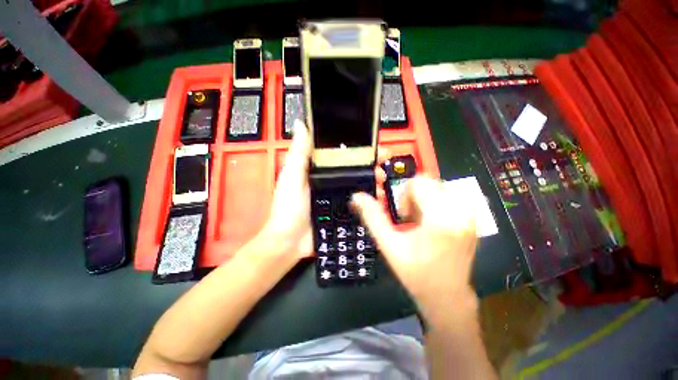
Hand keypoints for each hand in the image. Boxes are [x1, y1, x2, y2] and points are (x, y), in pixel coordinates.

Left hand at [265, 120, 388, 260]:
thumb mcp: (292, 178)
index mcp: (316, 169)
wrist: (290, 242)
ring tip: (381, 181)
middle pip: (352, 168)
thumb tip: (301, 124)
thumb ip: (299, 154)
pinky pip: (358, 201)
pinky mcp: (341, 210)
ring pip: (357, 183)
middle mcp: (328, 180)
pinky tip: (377, 197)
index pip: (339, 154)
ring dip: (371, 181)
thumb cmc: (288, 208)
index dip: (355, 148)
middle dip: (369, 165)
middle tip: (381, 166)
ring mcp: (336, 195)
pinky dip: (368, 198)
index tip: (371, 146)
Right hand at [351, 176, 478, 318]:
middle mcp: (461, 211)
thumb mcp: (389, 245)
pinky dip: (432, 204)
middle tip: (409, 220)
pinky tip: (430, 224)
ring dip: (421, 200)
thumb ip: (372, 217)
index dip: (404, 196)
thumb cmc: (416, 273)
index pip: (418, 183)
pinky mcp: (471, 217)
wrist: (447, 296)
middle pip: (427, 182)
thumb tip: (357, 196)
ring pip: (435, 187)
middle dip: (412, 197)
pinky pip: (444, 195)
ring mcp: (469, 213)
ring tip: (419, 224)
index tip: (403, 217)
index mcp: (441, 218)